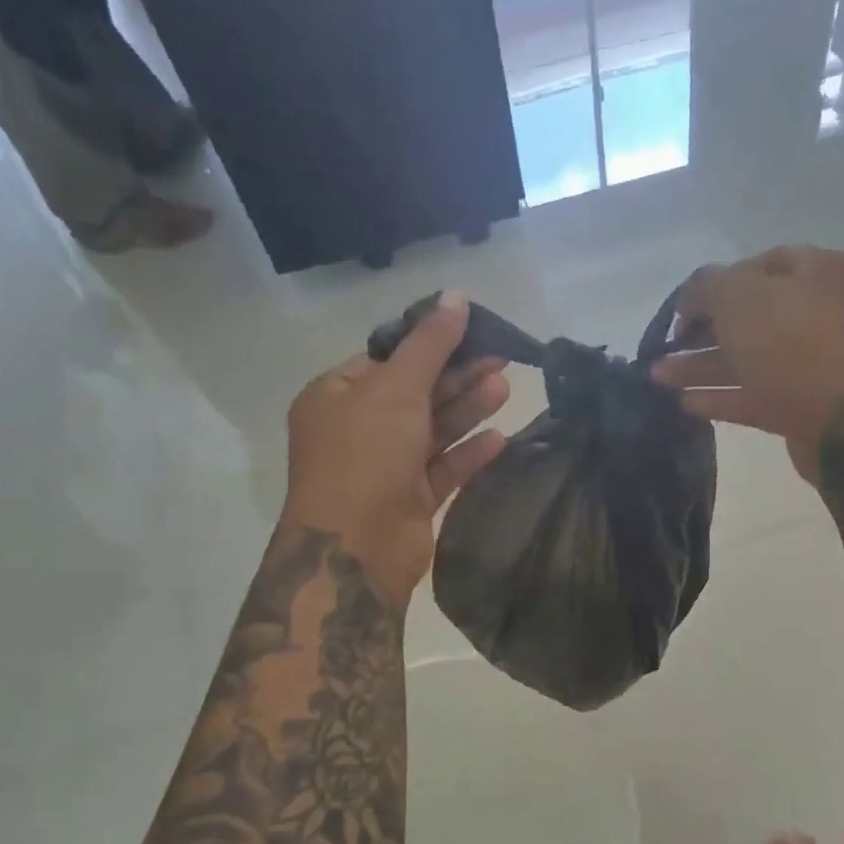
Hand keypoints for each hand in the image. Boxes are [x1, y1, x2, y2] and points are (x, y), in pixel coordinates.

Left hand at [281, 293, 509, 603]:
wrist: (357, 547)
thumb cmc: (366, 455)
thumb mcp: (396, 388)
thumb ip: (429, 344)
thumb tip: (455, 296)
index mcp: (336, 397)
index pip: (387, 360)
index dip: (429, 344)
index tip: (472, 332)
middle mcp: (358, 430)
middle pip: (415, 394)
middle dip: (457, 377)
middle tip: (502, 359)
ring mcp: (385, 468)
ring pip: (433, 432)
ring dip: (467, 410)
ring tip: (506, 388)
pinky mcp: (410, 500)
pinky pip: (443, 469)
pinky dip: (469, 453)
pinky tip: (501, 439)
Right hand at [652, 246, 843, 481]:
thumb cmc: (795, 346)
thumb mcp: (740, 298)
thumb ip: (707, 286)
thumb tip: (691, 297)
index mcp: (819, 271)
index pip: (758, 265)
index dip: (714, 284)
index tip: (681, 310)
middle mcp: (822, 313)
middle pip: (751, 316)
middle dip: (703, 332)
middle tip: (665, 347)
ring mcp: (815, 363)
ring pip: (749, 358)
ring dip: (703, 366)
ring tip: (659, 378)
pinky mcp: (805, 406)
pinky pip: (756, 395)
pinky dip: (722, 396)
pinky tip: (686, 403)